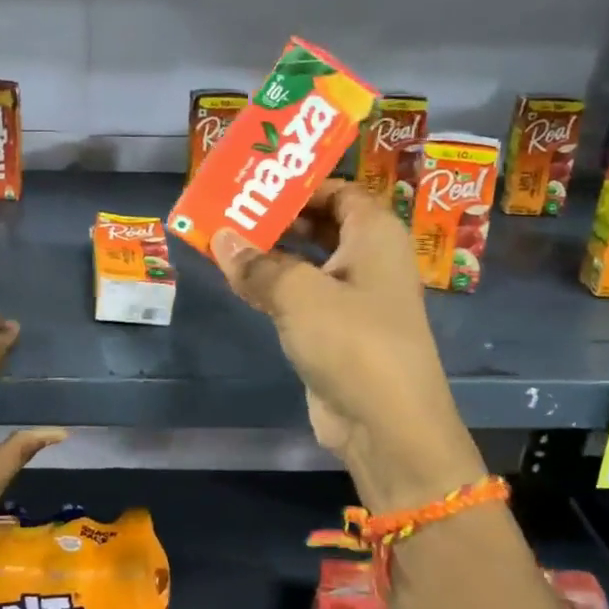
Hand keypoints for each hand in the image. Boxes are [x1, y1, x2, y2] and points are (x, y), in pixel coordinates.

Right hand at [211, 181, 483, 511]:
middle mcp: (370, 259)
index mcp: (375, 234)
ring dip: (272, 253)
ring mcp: (355, 298)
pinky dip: (276, 286)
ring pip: (310, 261)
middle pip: (322, 223)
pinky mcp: (338, 332)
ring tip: (226, 240)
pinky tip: (240, 282)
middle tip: (231, 209)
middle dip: (279, 216)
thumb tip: (221, 238)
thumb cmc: (352, 342)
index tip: (255, 182)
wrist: (387, 425)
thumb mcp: (299, 294)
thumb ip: (257, 263)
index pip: (339, 190)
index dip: (300, 184)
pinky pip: (303, 296)